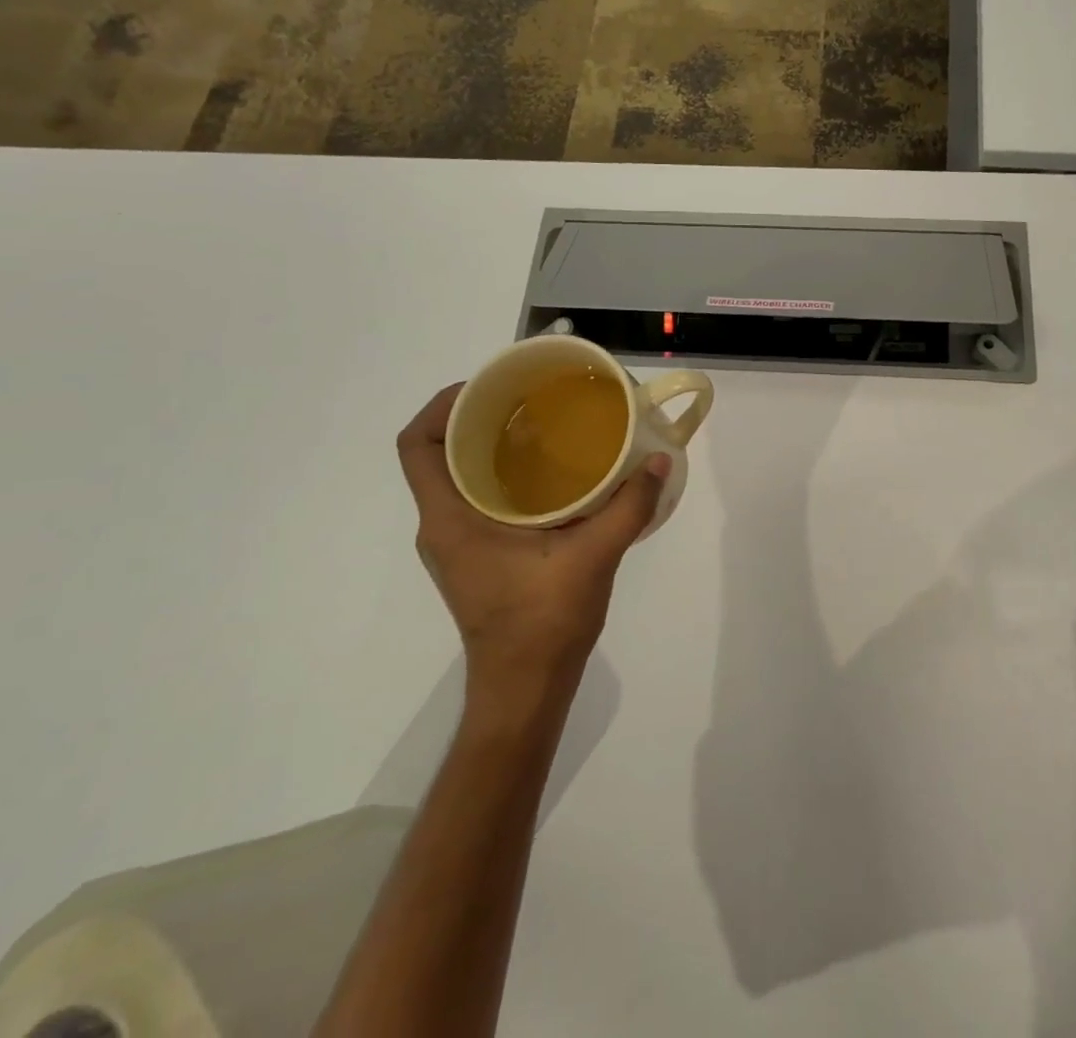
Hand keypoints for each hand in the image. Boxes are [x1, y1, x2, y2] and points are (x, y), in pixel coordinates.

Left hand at [396, 385, 669, 701]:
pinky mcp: (477, 555)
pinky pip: (478, 496)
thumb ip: (628, 506)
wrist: (525, 689)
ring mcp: (458, 543)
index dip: (442, 404)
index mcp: (451, 520)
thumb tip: (658, 460)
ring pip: (458, 475)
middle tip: (526, 396)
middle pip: (438, 453)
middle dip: (475, 416)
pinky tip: (552, 470)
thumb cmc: (543, 623)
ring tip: (541, 422)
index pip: (417, 446)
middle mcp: (443, 525)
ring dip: (490, 444)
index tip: (487, 385)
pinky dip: (504, 473)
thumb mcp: (593, 557)